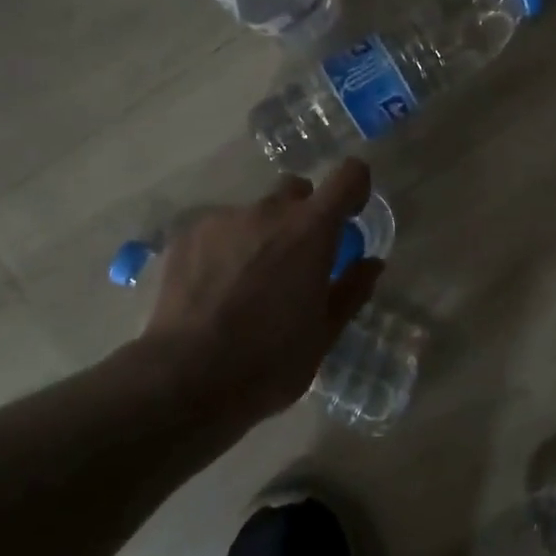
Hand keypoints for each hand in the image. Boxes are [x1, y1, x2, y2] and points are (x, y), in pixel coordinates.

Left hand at [142, 159, 382, 422]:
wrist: (184, 379)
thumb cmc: (268, 361)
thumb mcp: (323, 334)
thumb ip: (351, 290)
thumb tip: (371, 263)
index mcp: (311, 230)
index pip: (348, 176)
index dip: (354, 188)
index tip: (351, 213)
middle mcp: (268, 211)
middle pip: (296, 191)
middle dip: (303, 216)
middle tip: (297, 260)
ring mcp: (223, 220)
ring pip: (254, 214)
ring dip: (261, 235)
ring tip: (247, 283)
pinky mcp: (186, 235)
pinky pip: (218, 230)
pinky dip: (225, 248)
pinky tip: (214, 289)